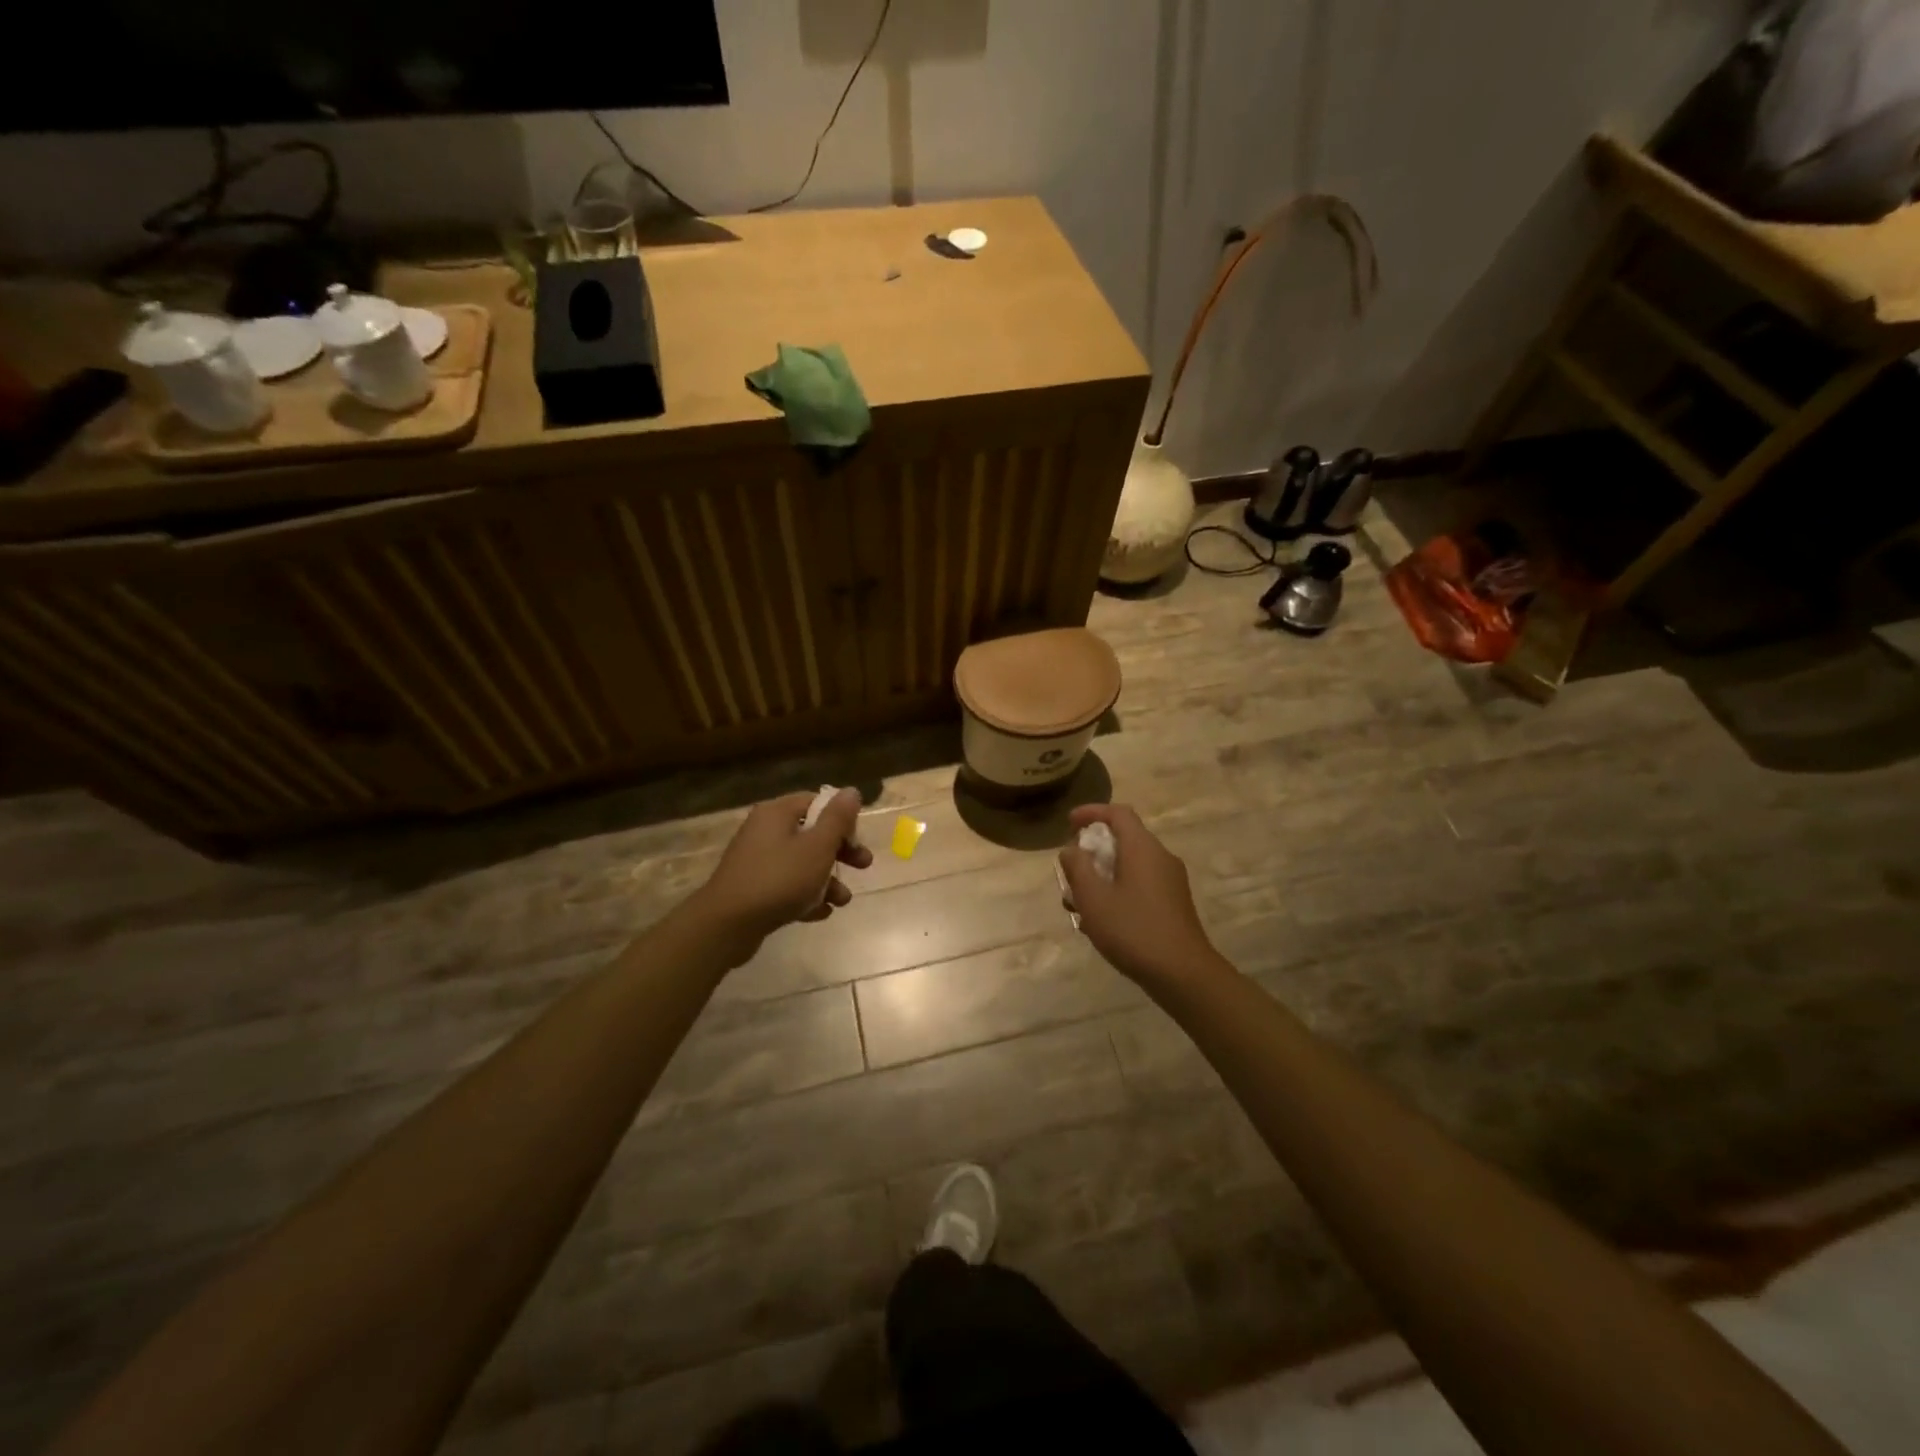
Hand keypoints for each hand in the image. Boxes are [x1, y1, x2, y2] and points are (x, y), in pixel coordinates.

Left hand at [694, 789, 873, 957]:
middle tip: (863, 866)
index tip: (857, 839)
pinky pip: (787, 886)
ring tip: (842, 901)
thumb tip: (851, 791)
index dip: (841, 818)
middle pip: (811, 834)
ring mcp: (757, 861)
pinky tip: (820, 913)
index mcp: (777, 813)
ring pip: (802, 863)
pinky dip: (806, 896)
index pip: (816, 802)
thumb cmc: (779, 879)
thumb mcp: (817, 847)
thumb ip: (838, 819)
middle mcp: (764, 831)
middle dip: (840, 852)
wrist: (726, 925)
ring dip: (827, 880)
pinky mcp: (753, 889)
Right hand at [1058, 804, 1223, 989]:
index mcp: (1142, 848)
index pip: (1118, 813)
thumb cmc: (1133, 930)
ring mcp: (1170, 881)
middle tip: (1070, 871)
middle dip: (1092, 852)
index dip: (1091, 812)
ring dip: (1101, 876)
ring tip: (1077, 904)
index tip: (1069, 823)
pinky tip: (1100, 921)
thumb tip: (1072, 849)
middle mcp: (1160, 857)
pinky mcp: (1173, 903)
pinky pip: (1140, 884)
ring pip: (1129, 866)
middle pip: (1123, 840)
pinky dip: (1117, 891)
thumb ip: (1078, 868)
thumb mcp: (1093, 898)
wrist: (1183, 974)